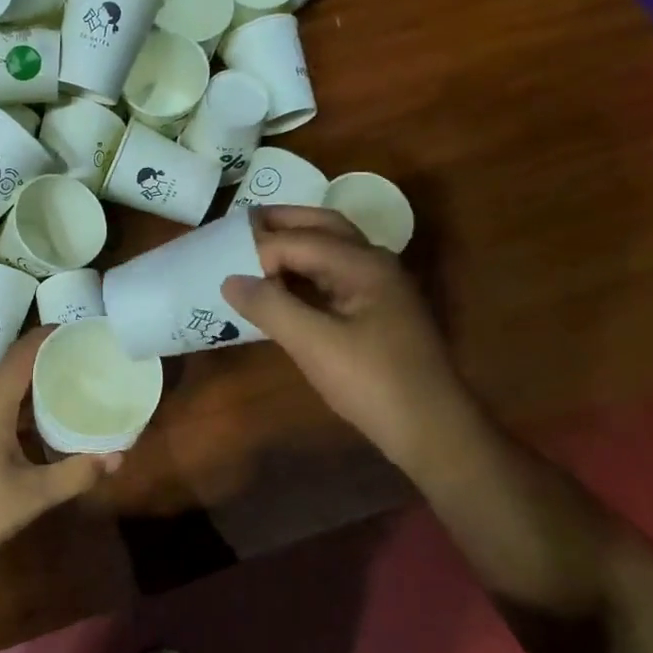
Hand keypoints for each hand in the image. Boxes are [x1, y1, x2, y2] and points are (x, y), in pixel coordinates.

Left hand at [0, 330, 120, 576]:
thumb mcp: (32, 495)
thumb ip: (75, 474)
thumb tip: (118, 456)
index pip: (19, 356)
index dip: (46, 337)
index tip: (77, 329)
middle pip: (10, 367)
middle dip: (43, 355)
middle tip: (80, 355)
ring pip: (1, 388)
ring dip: (30, 379)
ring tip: (66, 380)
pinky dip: (19, 402)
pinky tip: (39, 420)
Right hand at [223, 207, 476, 478]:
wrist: (431, 430)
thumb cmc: (374, 383)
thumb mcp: (315, 346)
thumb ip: (271, 307)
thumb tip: (229, 280)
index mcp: (363, 264)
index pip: (299, 240)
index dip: (259, 249)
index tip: (221, 263)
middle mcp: (374, 264)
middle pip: (323, 227)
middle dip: (282, 223)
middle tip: (239, 225)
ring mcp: (379, 288)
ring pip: (331, 250)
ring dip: (294, 245)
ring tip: (253, 250)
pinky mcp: (377, 312)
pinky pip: (334, 277)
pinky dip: (305, 273)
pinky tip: (282, 288)